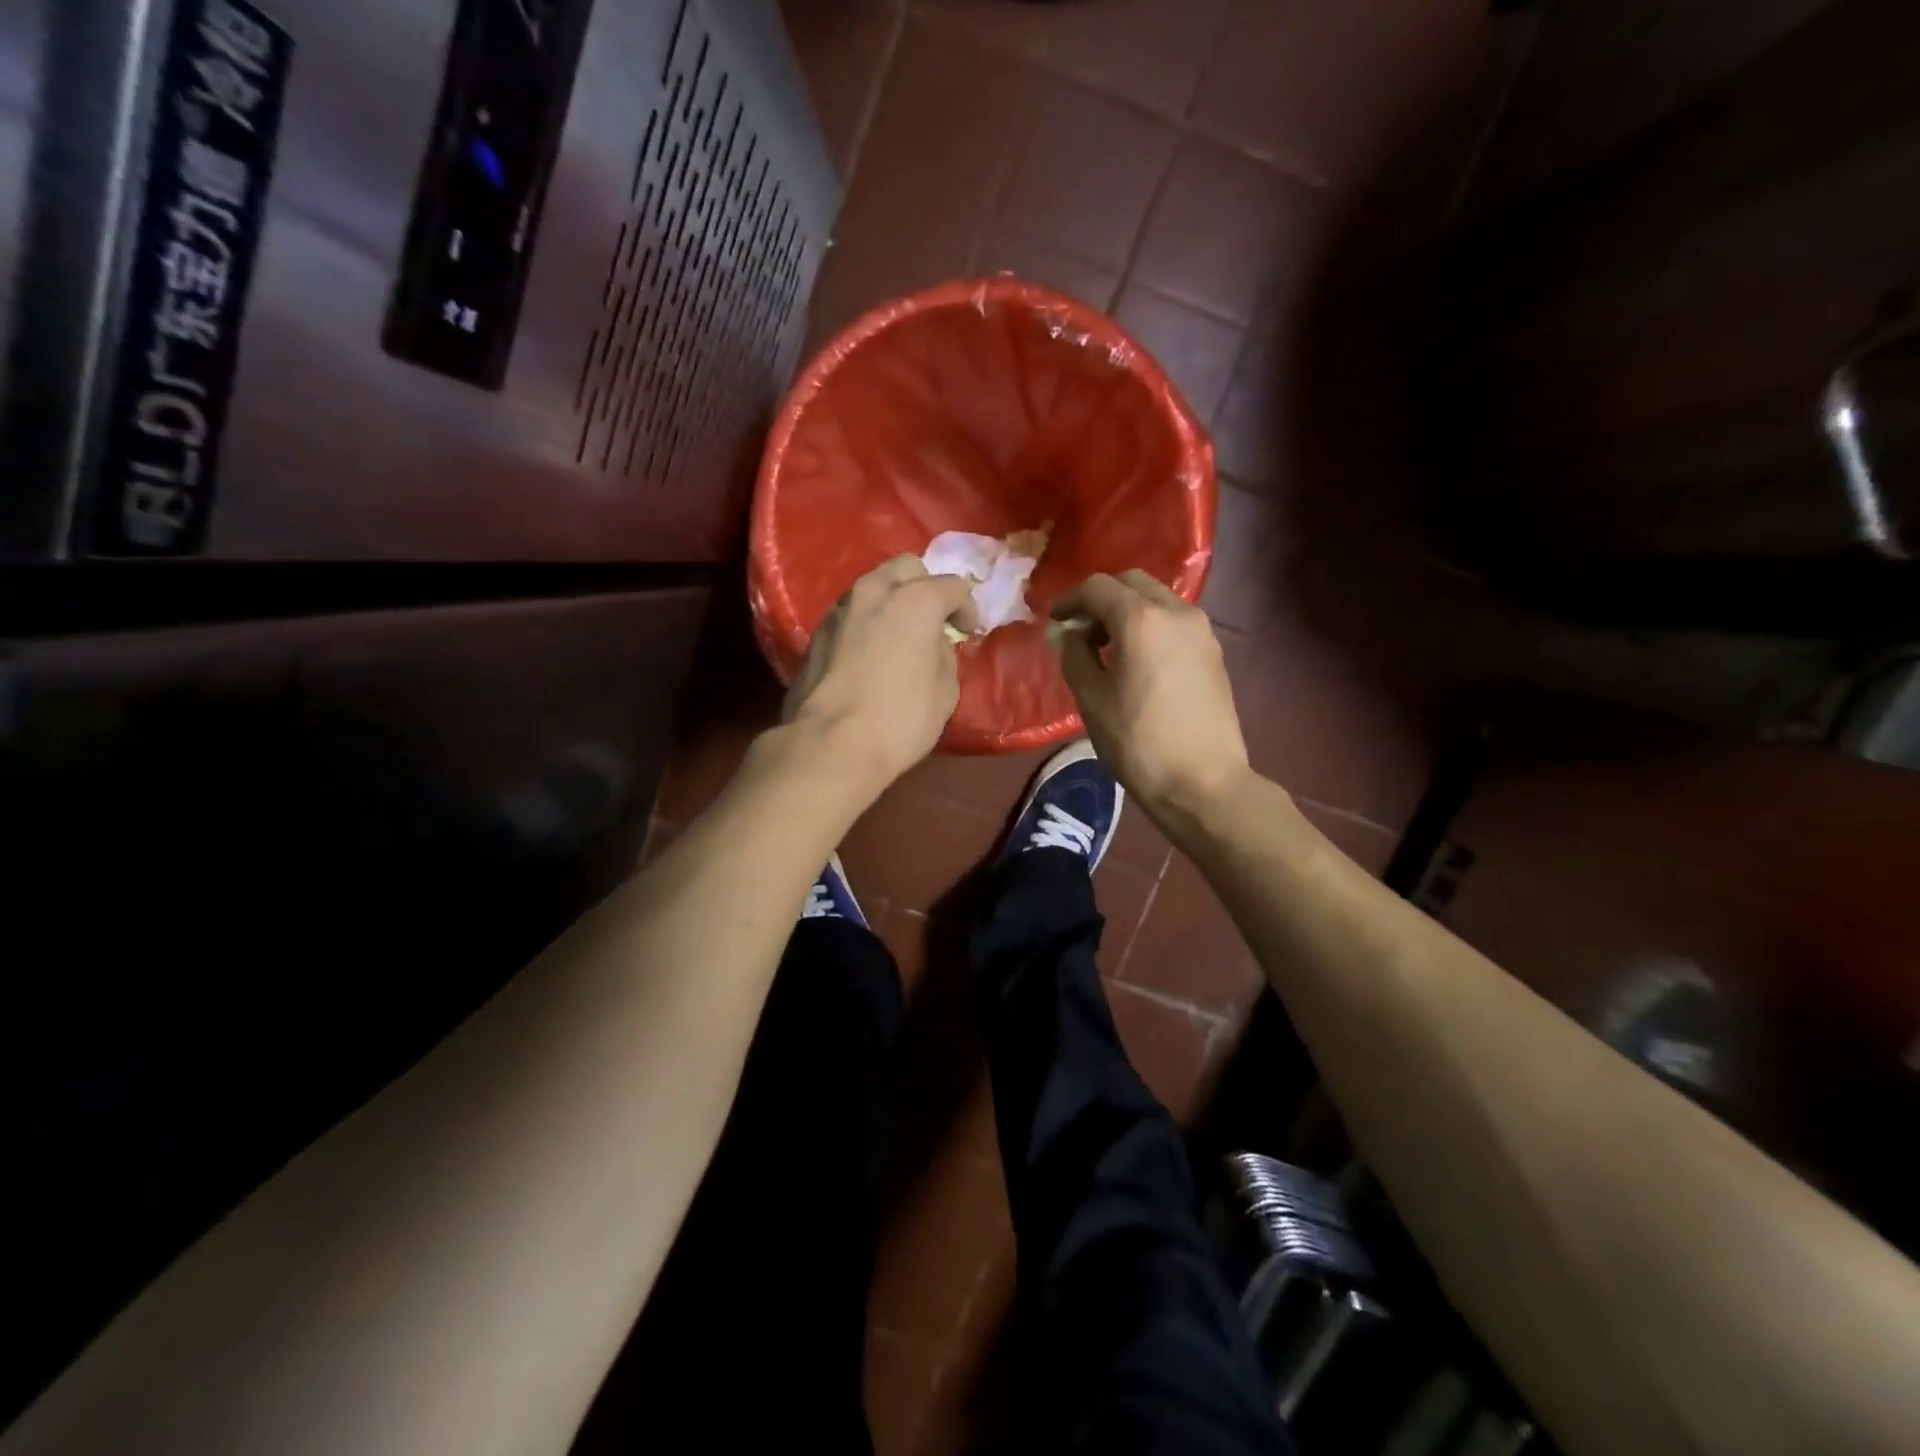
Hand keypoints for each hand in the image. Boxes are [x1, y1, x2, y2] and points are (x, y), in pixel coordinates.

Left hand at [784, 555, 978, 788]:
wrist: (830, 745)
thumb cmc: (900, 719)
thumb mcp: (945, 691)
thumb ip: (944, 654)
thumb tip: (933, 643)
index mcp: (914, 600)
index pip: (952, 586)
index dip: (966, 608)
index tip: (967, 632)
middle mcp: (874, 591)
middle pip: (907, 568)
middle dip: (926, 587)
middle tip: (934, 621)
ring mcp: (840, 609)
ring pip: (873, 585)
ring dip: (893, 601)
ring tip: (901, 634)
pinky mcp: (817, 632)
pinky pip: (852, 612)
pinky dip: (868, 620)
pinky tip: (872, 650)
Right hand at [1051, 571, 1251, 820]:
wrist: (1204, 783)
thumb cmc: (1139, 743)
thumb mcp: (1091, 700)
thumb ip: (1075, 656)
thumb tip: (1071, 635)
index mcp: (1141, 620)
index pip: (1097, 587)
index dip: (1070, 600)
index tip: (1055, 621)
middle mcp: (1176, 612)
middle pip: (1132, 583)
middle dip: (1101, 599)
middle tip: (1080, 630)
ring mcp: (1201, 630)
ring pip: (1157, 599)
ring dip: (1127, 610)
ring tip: (1107, 647)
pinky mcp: (1213, 651)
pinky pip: (1174, 621)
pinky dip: (1150, 625)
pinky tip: (1137, 660)